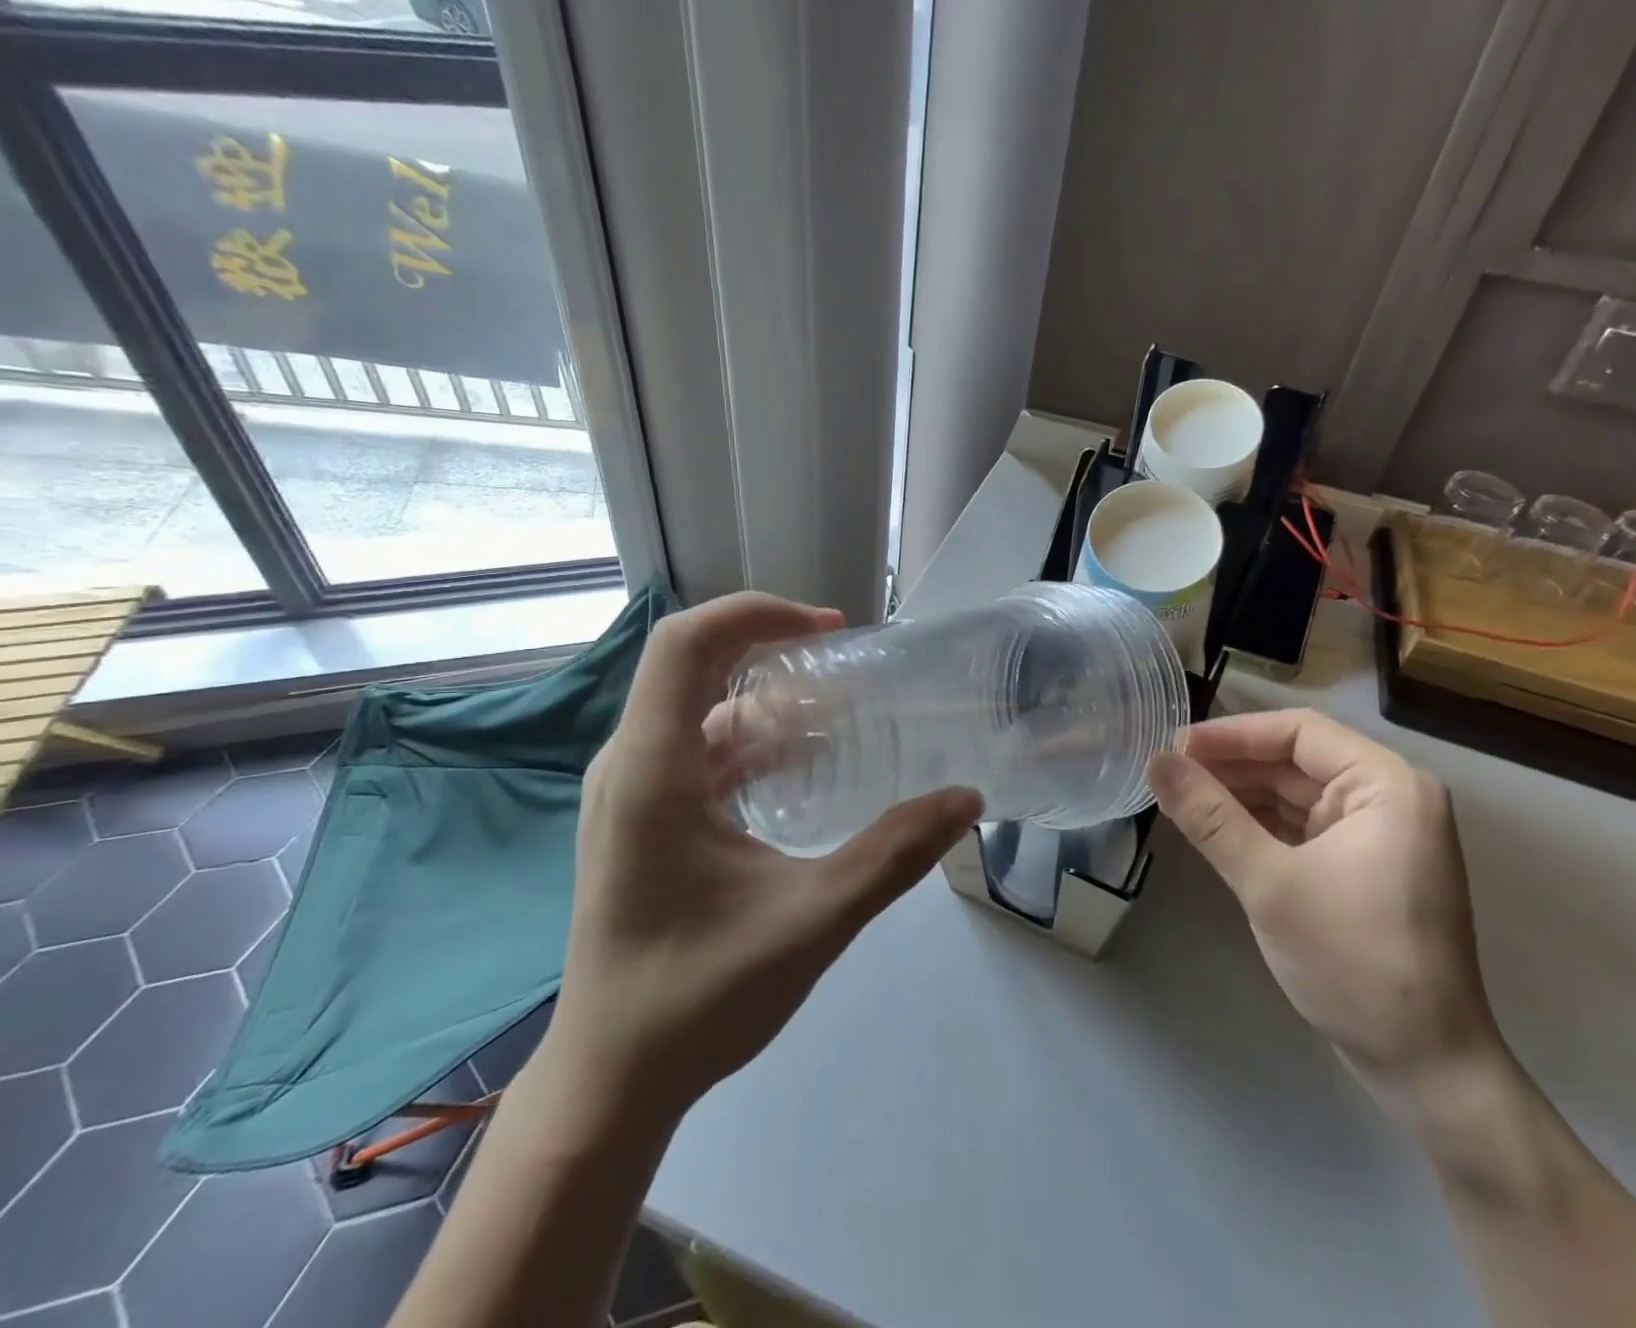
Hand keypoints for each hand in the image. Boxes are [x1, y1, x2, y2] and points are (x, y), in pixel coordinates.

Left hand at [549, 593, 982, 1113]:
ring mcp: (628, 795)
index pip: (686, 642)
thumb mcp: (813, 920)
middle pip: (692, 666)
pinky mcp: (638, 821)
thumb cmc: (698, 999)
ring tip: (836, 715)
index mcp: (652, 771)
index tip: (829, 629)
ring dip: (763, 700)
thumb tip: (966, 800)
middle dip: (771, 650)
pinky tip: (798, 771)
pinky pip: (693, 750)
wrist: (610, 1084)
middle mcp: (629, 766)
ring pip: (695, 709)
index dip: (756, 612)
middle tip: (846, 668)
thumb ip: (894, 855)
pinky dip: (747, 741)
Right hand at [1148, 709, 1496, 1083]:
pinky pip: (1299, 825)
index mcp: (1387, 786)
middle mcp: (1388, 798)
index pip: (1298, 731)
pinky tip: (1212, 827)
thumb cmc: (1355, 964)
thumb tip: (1154, 762)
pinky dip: (1256, 823)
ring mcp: (1376, 834)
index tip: (1174, 747)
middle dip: (1231, 765)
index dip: (1232, 734)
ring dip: (1238, 794)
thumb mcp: (1270, 884)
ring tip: (1179, 797)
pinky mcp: (1360, 866)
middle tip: (1168, 774)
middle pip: (1295, 759)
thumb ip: (1209, 817)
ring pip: (1293, 792)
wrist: (1425, 1069)